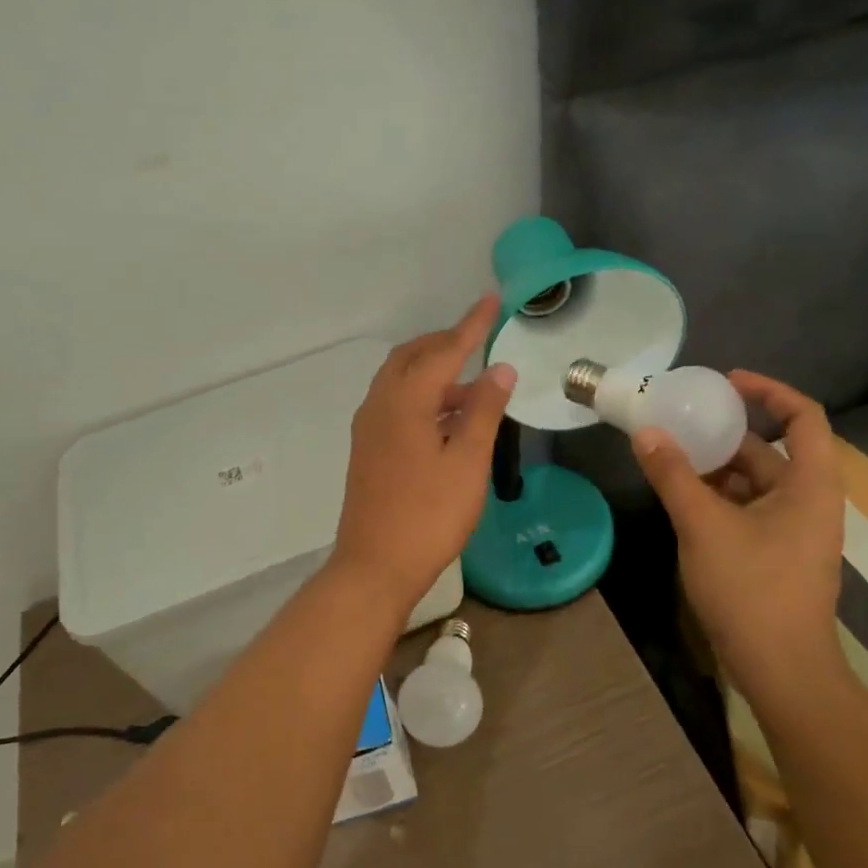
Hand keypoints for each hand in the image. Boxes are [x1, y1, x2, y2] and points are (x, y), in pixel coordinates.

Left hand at [330, 296, 515, 613]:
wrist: (375, 566)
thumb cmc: (428, 516)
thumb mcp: (467, 462)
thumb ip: (483, 411)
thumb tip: (500, 369)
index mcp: (404, 401)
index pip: (443, 350)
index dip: (471, 326)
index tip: (492, 301)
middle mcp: (379, 405)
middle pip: (411, 357)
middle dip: (445, 343)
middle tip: (479, 340)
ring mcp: (368, 428)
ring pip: (400, 381)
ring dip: (433, 372)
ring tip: (473, 385)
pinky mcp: (368, 449)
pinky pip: (395, 404)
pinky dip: (422, 396)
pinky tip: (447, 418)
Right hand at [632, 372, 845, 692]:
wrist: (781, 670)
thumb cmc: (751, 589)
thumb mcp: (703, 525)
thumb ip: (673, 475)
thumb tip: (646, 433)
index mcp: (811, 484)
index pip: (803, 416)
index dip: (768, 390)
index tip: (725, 382)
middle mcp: (810, 500)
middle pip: (771, 450)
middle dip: (725, 434)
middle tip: (680, 422)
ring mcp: (795, 531)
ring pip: (755, 484)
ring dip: (716, 469)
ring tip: (671, 458)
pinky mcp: (778, 555)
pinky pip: (748, 510)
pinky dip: (718, 499)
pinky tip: (682, 501)